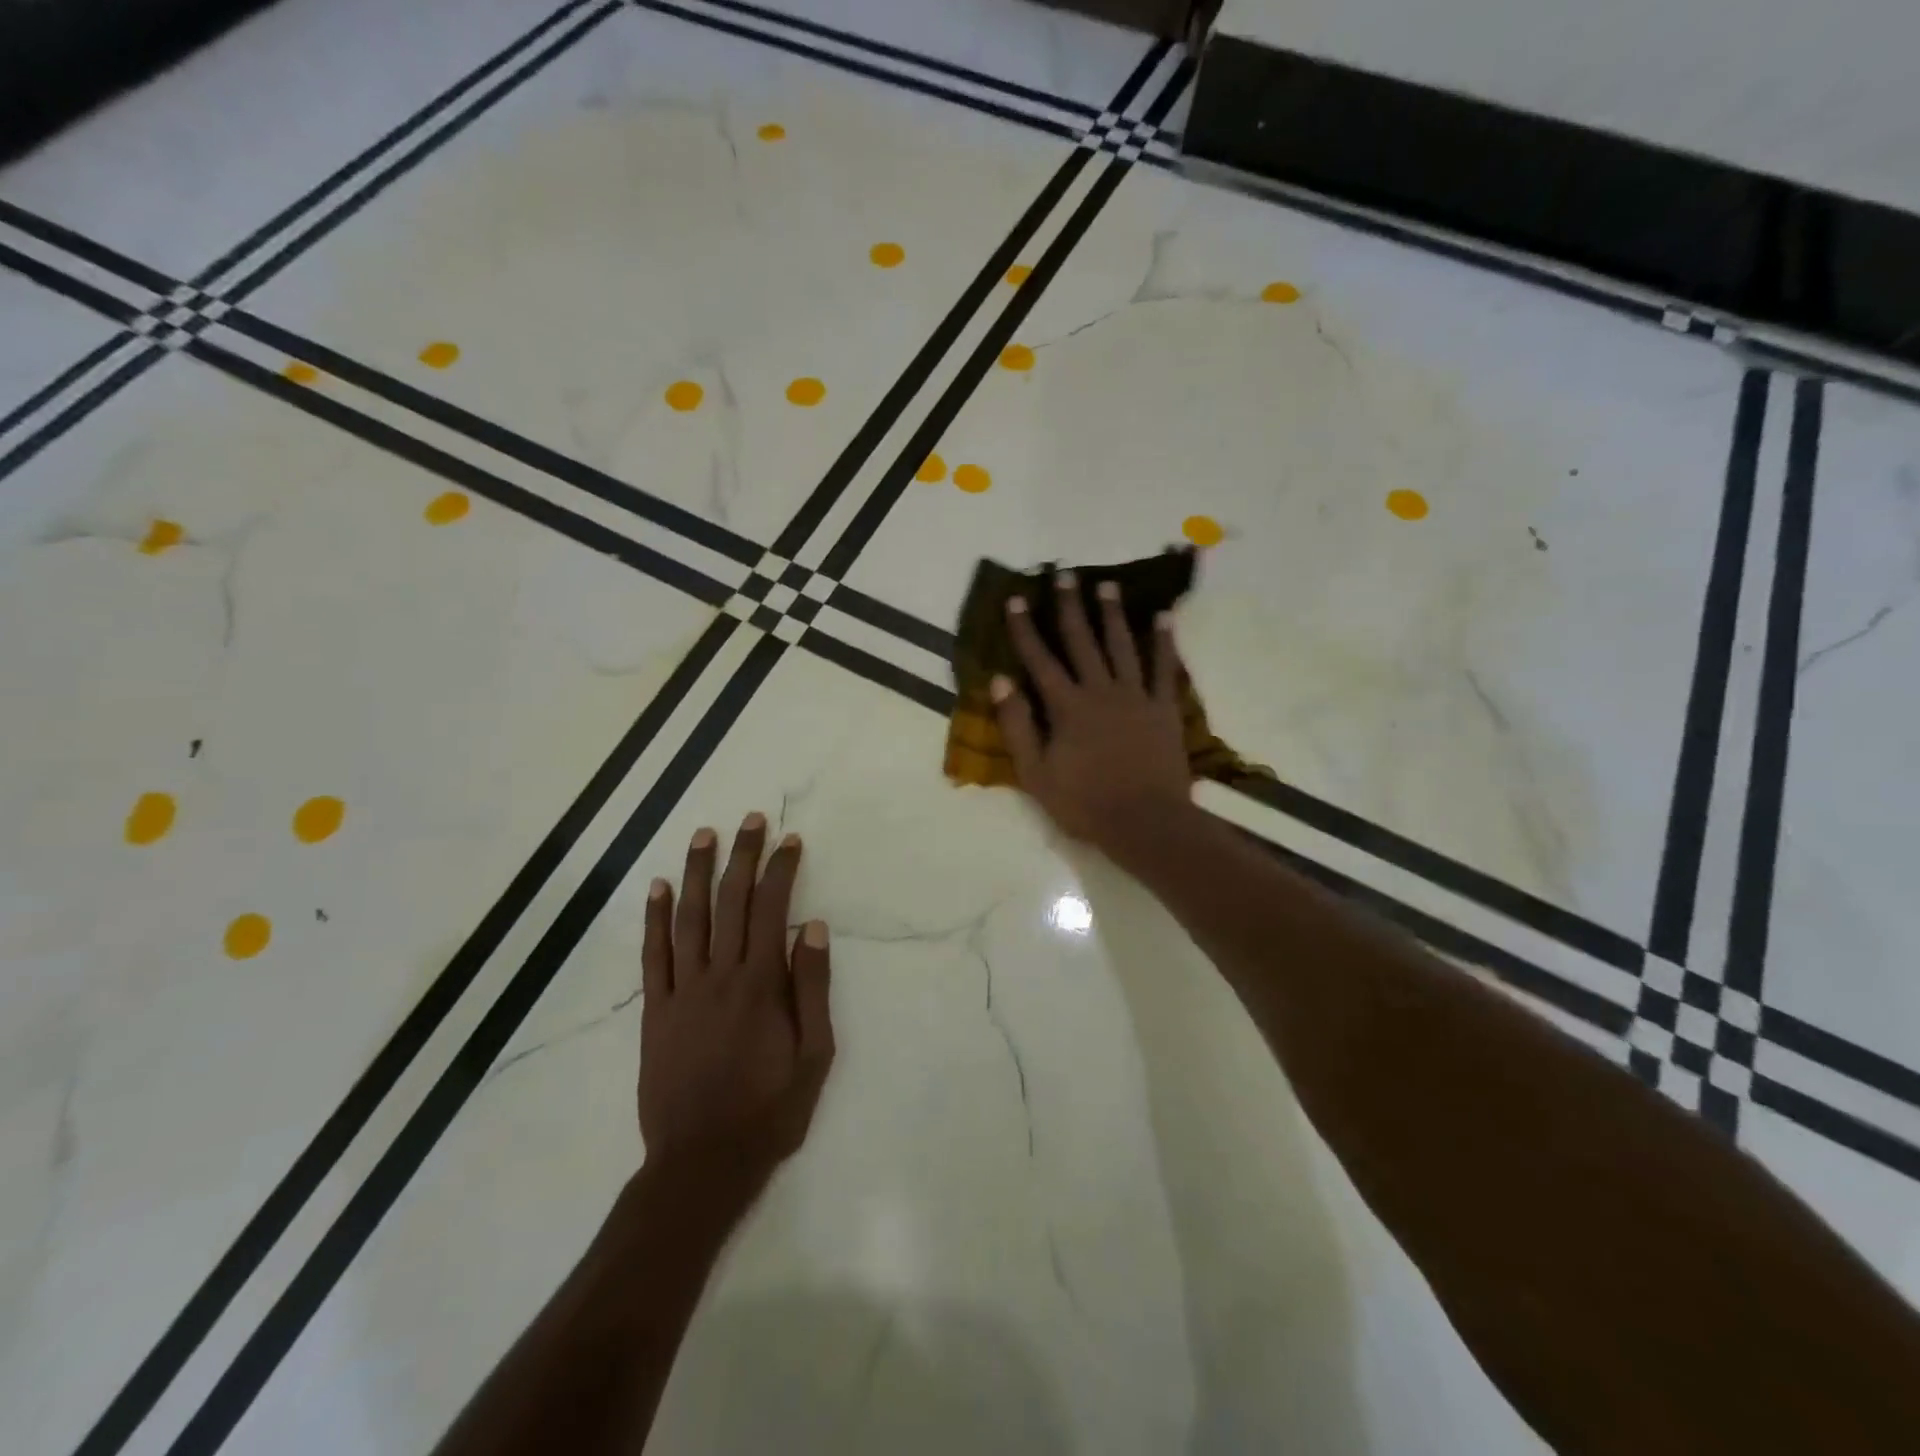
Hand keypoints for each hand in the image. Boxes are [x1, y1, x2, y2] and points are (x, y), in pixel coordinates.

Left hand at [638, 815, 834, 1188]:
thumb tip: (811, 928)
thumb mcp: (814, 1054)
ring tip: (703, 835)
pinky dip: (653, 919)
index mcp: (761, 984)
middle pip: (729, 902)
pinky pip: (653, 955)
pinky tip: (656, 888)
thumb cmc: (770, 1109)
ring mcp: (682, 991)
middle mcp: (719, 976)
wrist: (703, 1162)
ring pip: (688, 918)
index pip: (771, 909)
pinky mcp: (656, 1011)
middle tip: (749, 820)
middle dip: (741, 856)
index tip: (789, 840)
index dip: (780, 870)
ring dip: (695, 873)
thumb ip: (812, 988)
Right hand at [993, 572, 1192, 857]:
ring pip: (1122, 645)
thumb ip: (1017, 725)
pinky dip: (1163, 641)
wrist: (1146, 823)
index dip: (1025, 628)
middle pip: (1082, 641)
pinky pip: (1164, 668)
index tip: (1017, 599)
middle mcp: (1100, 691)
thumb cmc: (1084, 804)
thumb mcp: (1036, 773)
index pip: (1040, 659)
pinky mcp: (1164, 708)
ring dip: (1112, 614)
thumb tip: (1000, 681)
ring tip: (1106, 585)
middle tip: (1064, 575)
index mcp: (1067, 707)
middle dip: (1070, 607)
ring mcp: (1136, 696)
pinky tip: (1162, 617)